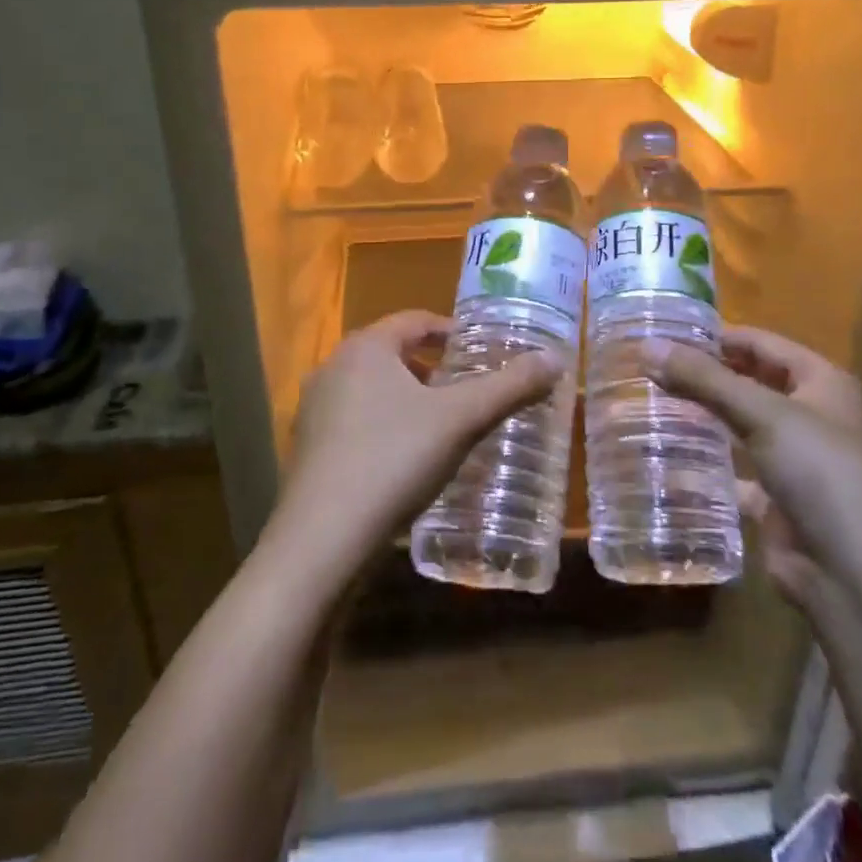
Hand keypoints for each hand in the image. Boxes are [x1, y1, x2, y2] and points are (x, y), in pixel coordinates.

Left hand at [262, 310, 560, 593]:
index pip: (415, 320)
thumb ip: (509, 387)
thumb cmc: (394, 460)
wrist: (322, 540)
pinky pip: (354, 420)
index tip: (481, 349)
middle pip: (392, 353)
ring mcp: (314, 408)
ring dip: (407, 397)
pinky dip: (384, 425)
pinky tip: (405, 459)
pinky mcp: (307, 447)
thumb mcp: (461, 420)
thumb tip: (555, 357)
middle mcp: (333, 367)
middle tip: (467, 389)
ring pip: (372, 388)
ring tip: (442, 424)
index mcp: (365, 347)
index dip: (451, 331)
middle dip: (432, 367)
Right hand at [642, 326, 861, 607]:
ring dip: (704, 416)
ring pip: (742, 426)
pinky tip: (669, 455)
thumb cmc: (821, 473)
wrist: (858, 576)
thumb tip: (647, 345)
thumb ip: (705, 379)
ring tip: (650, 402)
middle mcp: (813, 416)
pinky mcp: (779, 500)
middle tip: (649, 366)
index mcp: (823, 383)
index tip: (665, 332)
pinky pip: (737, 472)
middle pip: (751, 383)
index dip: (718, 335)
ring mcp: (797, 461)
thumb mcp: (763, 414)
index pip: (762, 343)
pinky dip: (708, 464)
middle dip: (706, 375)